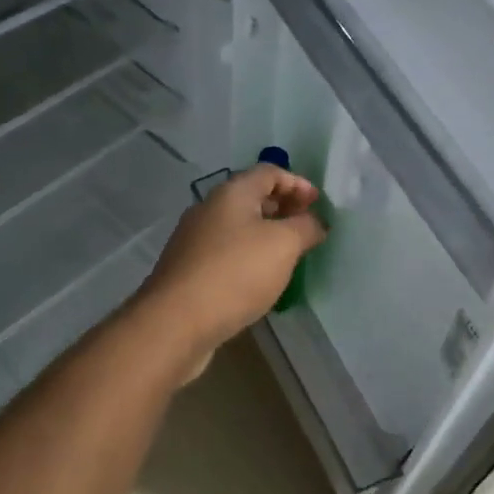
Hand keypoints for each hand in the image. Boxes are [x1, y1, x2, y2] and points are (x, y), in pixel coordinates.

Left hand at [137, 164, 326, 368]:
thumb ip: (306, 227)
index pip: (269, 172)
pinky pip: (225, 253)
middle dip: (283, 208)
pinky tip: (259, 279)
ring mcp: (194, 241)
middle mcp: (208, 210)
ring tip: (288, 255)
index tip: (318, 204)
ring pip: (237, 227)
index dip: (297, 183)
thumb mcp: (283, 245)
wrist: (175, 322)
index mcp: (231, 193)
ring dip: (265, 234)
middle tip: (307, 228)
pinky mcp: (188, 270)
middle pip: (251, 197)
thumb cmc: (235, 273)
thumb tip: (315, 222)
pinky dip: (248, 256)